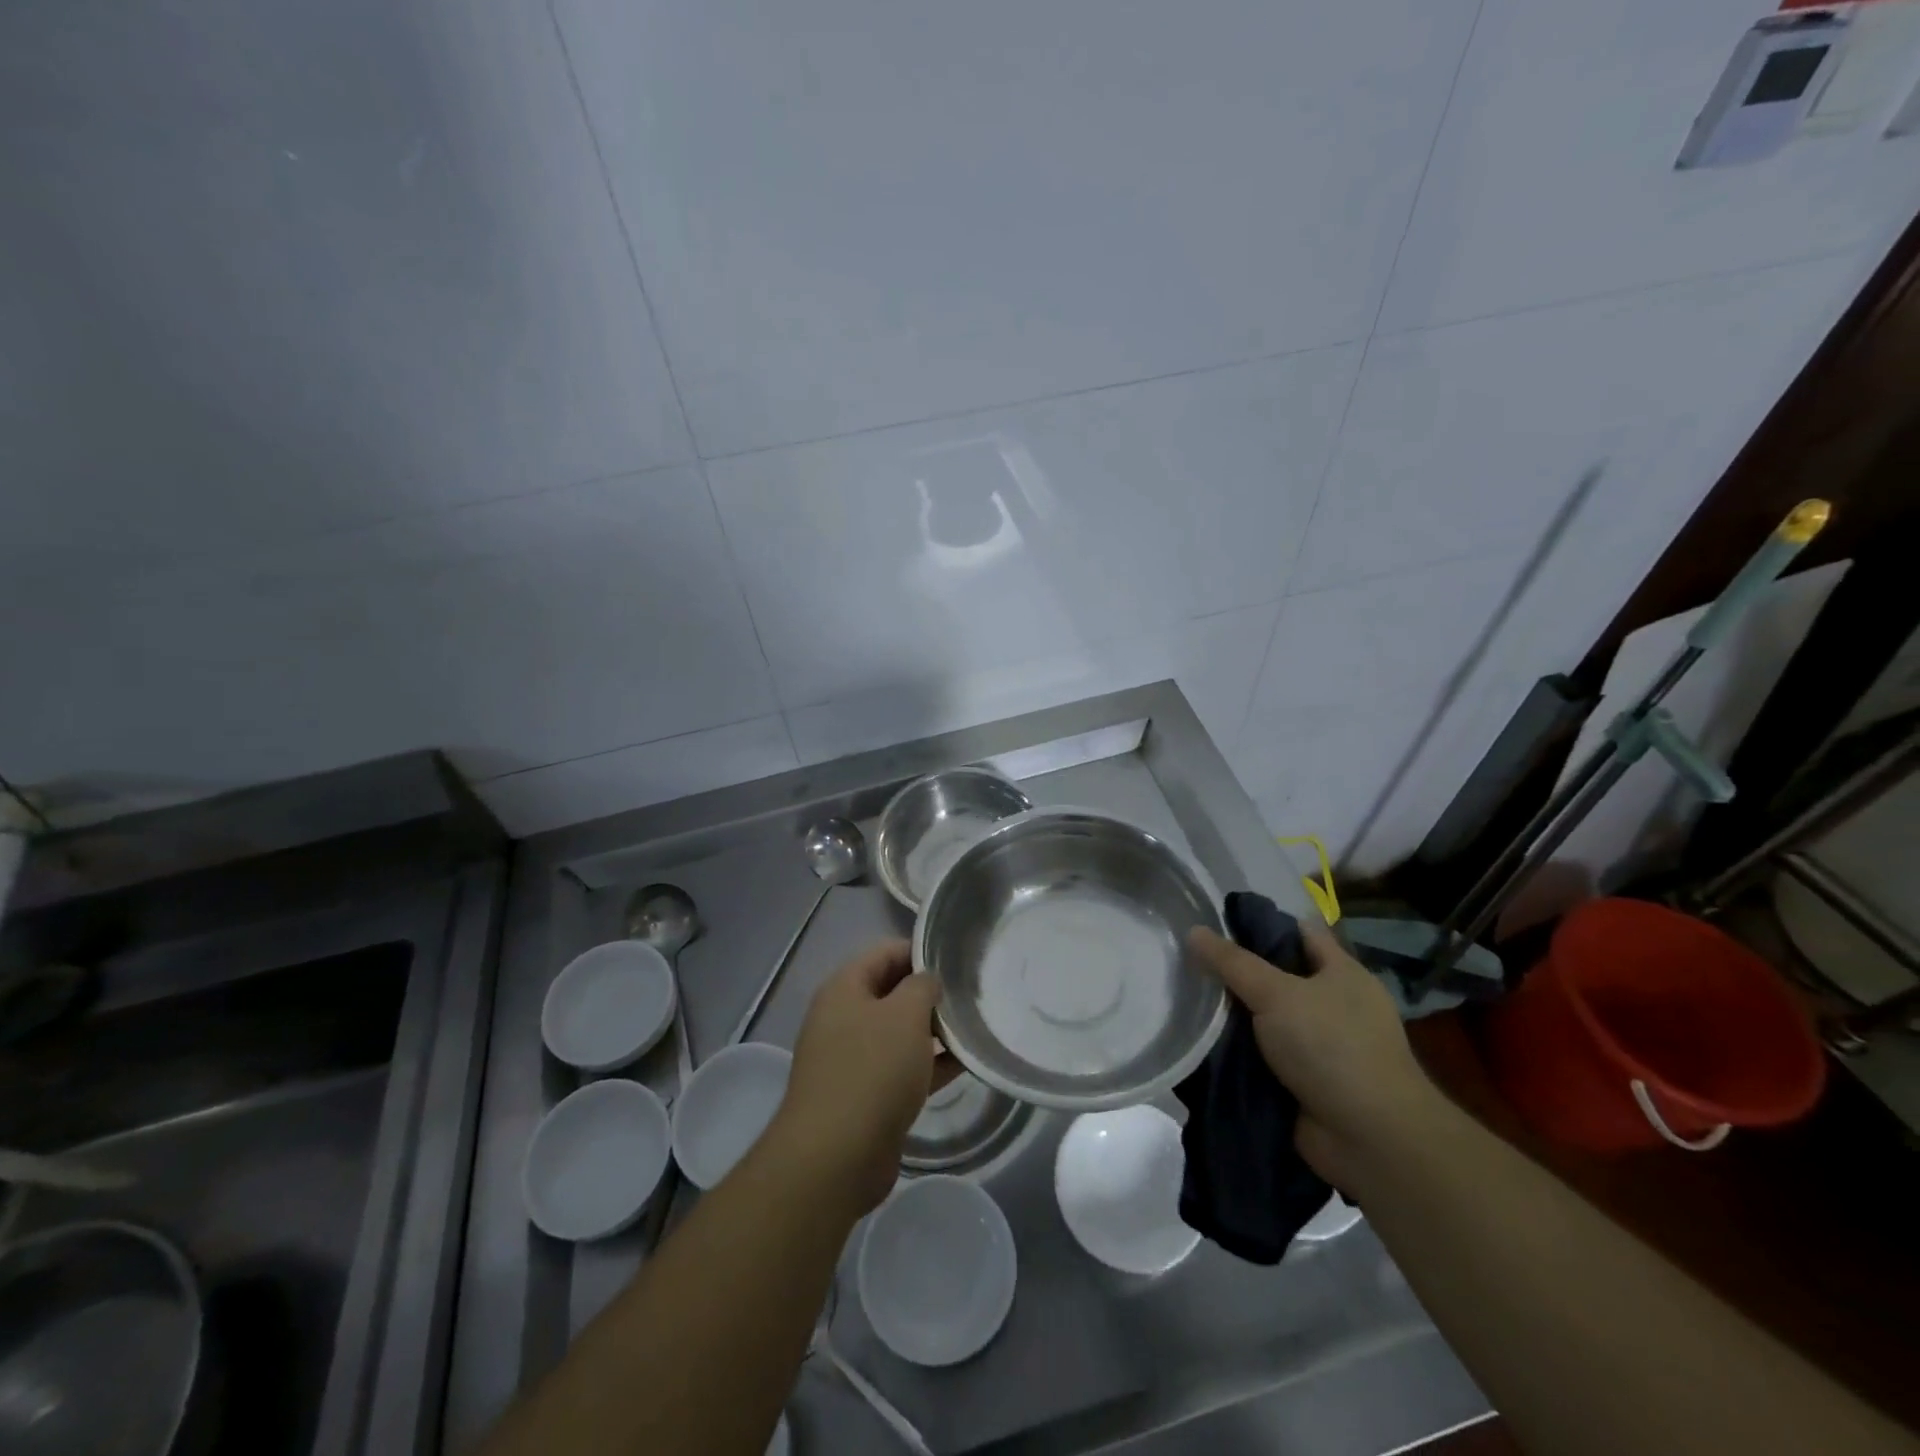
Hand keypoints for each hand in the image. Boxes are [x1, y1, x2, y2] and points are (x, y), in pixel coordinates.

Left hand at [773, 940, 958, 1212]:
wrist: (836, 1157)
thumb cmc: (872, 1070)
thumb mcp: (905, 1014)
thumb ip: (923, 986)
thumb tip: (928, 981)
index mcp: (844, 988)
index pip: (885, 952)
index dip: (920, 950)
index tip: (957, 957)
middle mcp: (844, 1018)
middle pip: (893, 991)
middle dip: (930, 992)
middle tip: (972, 992)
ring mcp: (854, 1059)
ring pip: (900, 1032)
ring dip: (934, 1030)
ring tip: (976, 1025)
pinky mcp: (867, 1095)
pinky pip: (904, 1068)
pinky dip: (931, 1064)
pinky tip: (966, 1063)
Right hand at [1187, 922, 1436, 1188]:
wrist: (1369, 1138)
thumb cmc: (1332, 1047)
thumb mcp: (1277, 994)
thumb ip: (1232, 963)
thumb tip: (1193, 931)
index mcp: (1342, 973)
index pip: (1298, 933)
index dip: (1260, 924)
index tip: (1215, 923)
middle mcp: (1333, 1004)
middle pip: (1277, 976)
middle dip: (1238, 972)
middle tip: (1190, 961)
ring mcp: (1320, 1045)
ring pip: (1266, 1018)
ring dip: (1234, 1016)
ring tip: (1185, 999)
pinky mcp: (1305, 1081)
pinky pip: (1263, 1055)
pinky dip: (1239, 1052)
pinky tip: (1201, 1042)